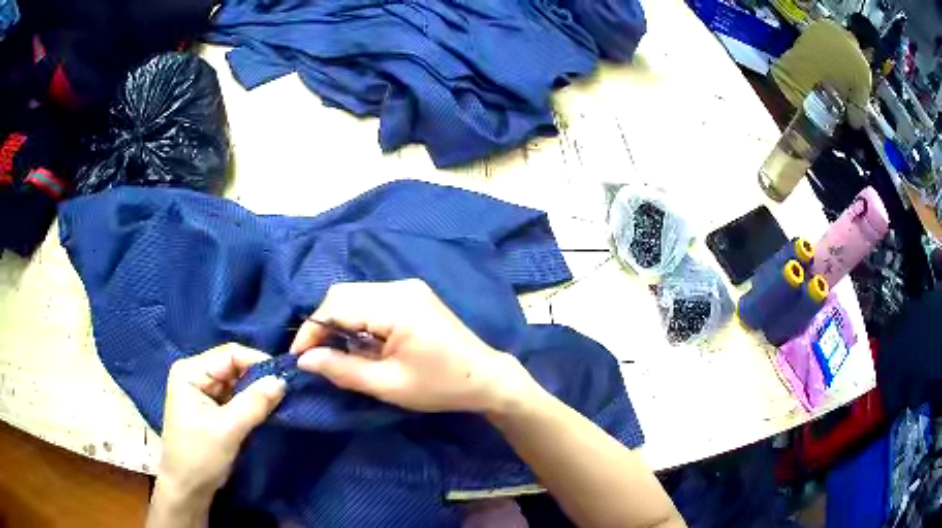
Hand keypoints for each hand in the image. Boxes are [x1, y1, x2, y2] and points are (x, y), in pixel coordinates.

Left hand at [157, 344, 285, 499]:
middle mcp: (195, 374)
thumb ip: (254, 403)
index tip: (286, 377)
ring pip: (236, 381)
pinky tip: (265, 410)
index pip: (229, 354)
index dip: (258, 361)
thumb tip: (283, 380)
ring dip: (256, 391)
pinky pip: (235, 396)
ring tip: (280, 401)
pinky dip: (251, 402)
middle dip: (258, 377)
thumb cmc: (200, 457)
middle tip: (286, 391)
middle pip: (233, 365)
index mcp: (190, 372)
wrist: (188, 489)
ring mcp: (202, 390)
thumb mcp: (227, 430)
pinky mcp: (210, 407)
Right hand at [290, 279, 534, 412]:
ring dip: (339, 321)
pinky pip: (371, 299)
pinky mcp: (412, 294)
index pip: (336, 306)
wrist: (485, 377)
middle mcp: (400, 287)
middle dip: (323, 324)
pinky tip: (362, 343)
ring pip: (355, 295)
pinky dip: (357, 318)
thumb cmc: (439, 386)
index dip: (311, 331)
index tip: (298, 358)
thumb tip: (304, 360)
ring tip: (340, 353)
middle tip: (318, 357)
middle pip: (343, 294)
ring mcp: (408, 287)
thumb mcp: (387, 385)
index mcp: (396, 306)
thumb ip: (342, 370)